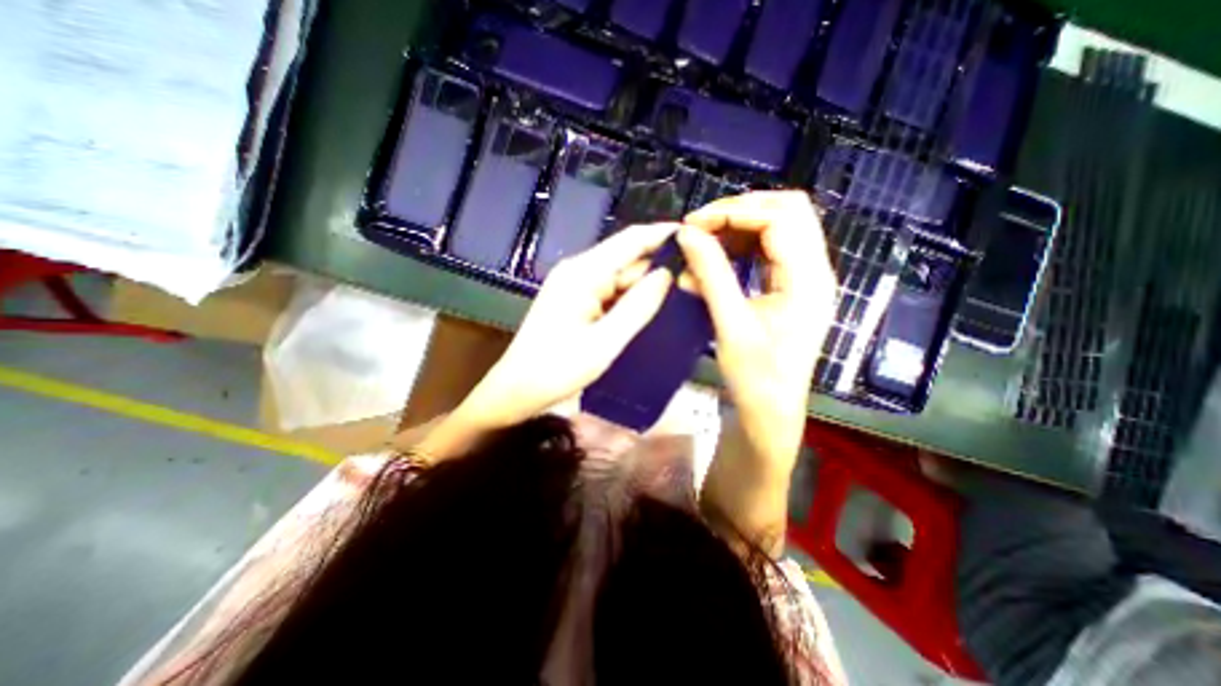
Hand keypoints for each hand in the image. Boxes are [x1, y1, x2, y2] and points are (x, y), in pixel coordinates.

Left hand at [462, 223, 682, 429]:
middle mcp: (578, 270)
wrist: (516, 391)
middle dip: (660, 267)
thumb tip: (668, 274)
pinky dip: (631, 299)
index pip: (631, 240)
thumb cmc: (557, 370)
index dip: (663, 235)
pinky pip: (610, 292)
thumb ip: (638, 307)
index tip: (698, 239)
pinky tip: (650, 310)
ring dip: (647, 286)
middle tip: (697, 281)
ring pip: (621, 277)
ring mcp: (576, 285)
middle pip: (627, 259)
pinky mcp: (576, 300)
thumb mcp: (605, 343)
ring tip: (682, 297)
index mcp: (583, 273)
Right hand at [677, 190, 841, 471]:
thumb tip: (686, 234)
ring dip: (739, 227)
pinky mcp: (792, 287)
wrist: (771, 411)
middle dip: (740, 211)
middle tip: (701, 227)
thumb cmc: (755, 376)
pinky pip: (770, 250)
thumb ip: (711, 274)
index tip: (693, 225)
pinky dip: (742, 246)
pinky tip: (716, 258)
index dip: (734, 212)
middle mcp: (815, 270)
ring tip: (704, 240)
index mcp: (808, 279)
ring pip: (779, 227)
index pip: (779, 218)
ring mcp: (805, 277)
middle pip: (787, 211)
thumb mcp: (730, 324)